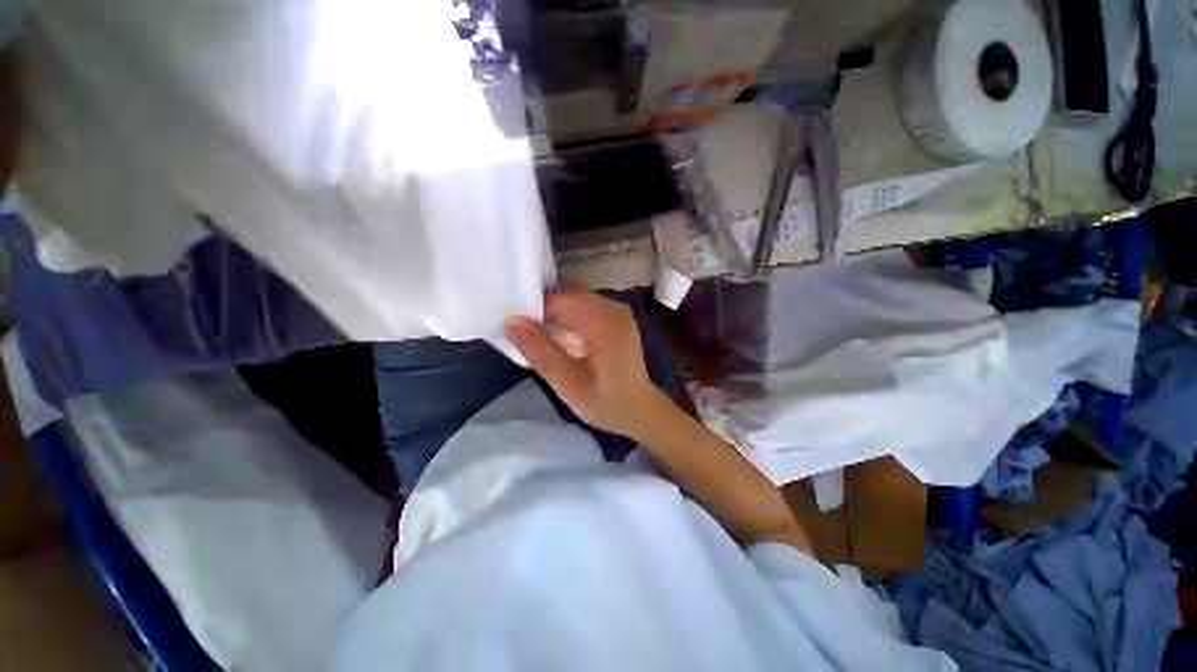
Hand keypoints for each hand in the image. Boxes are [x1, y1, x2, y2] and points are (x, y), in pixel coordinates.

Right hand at [505, 280, 670, 440]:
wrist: (640, 409)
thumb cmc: (607, 403)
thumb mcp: (570, 386)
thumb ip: (541, 353)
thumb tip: (511, 321)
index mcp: (606, 323)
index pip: (560, 299)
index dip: (534, 308)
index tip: (515, 326)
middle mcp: (613, 307)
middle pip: (567, 292)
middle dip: (541, 305)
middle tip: (522, 330)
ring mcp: (616, 309)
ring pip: (573, 295)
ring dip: (552, 309)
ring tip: (537, 333)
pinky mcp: (614, 314)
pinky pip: (582, 303)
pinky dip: (565, 313)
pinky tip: (557, 333)